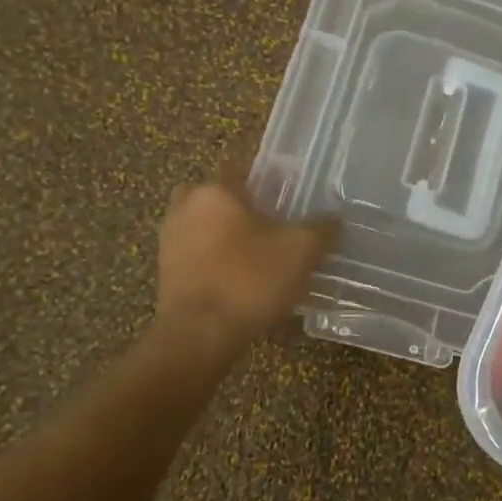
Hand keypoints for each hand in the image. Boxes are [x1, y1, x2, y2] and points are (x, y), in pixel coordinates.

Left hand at [156, 178, 336, 340]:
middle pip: (222, 193)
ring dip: (231, 231)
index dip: (271, 173)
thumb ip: (322, 228)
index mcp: (216, 190)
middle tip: (277, 220)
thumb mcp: (302, 251)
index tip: (292, 186)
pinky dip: (219, 256)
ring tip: (264, 251)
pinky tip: (245, 276)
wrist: (199, 336)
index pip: (244, 164)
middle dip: (246, 203)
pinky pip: (199, 251)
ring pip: (208, 223)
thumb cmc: (250, 281)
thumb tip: (334, 219)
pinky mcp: (167, 270)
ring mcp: (171, 239)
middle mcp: (186, 205)